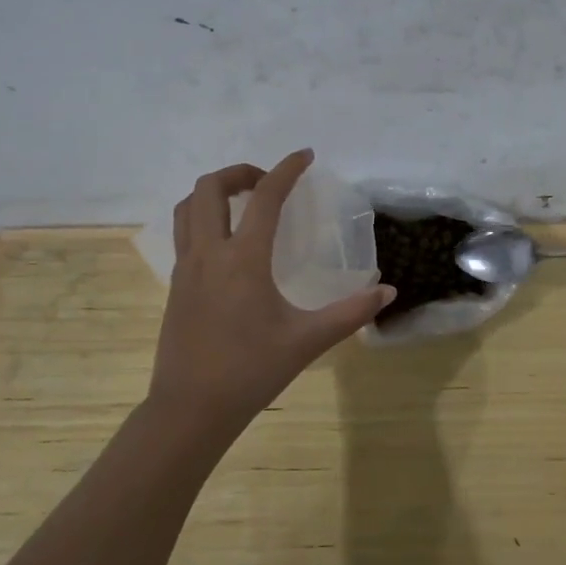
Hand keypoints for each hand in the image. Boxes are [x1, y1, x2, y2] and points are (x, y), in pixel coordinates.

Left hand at [148, 150, 395, 438]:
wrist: (191, 409)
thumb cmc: (251, 371)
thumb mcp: (308, 340)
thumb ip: (351, 313)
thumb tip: (389, 292)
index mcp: (243, 260)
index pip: (265, 198)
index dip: (286, 169)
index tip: (305, 155)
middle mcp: (209, 254)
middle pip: (209, 189)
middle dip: (240, 173)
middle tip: (269, 183)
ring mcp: (186, 269)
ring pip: (188, 208)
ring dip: (214, 193)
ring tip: (244, 203)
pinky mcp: (176, 286)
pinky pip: (184, 233)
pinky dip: (204, 218)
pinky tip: (228, 243)